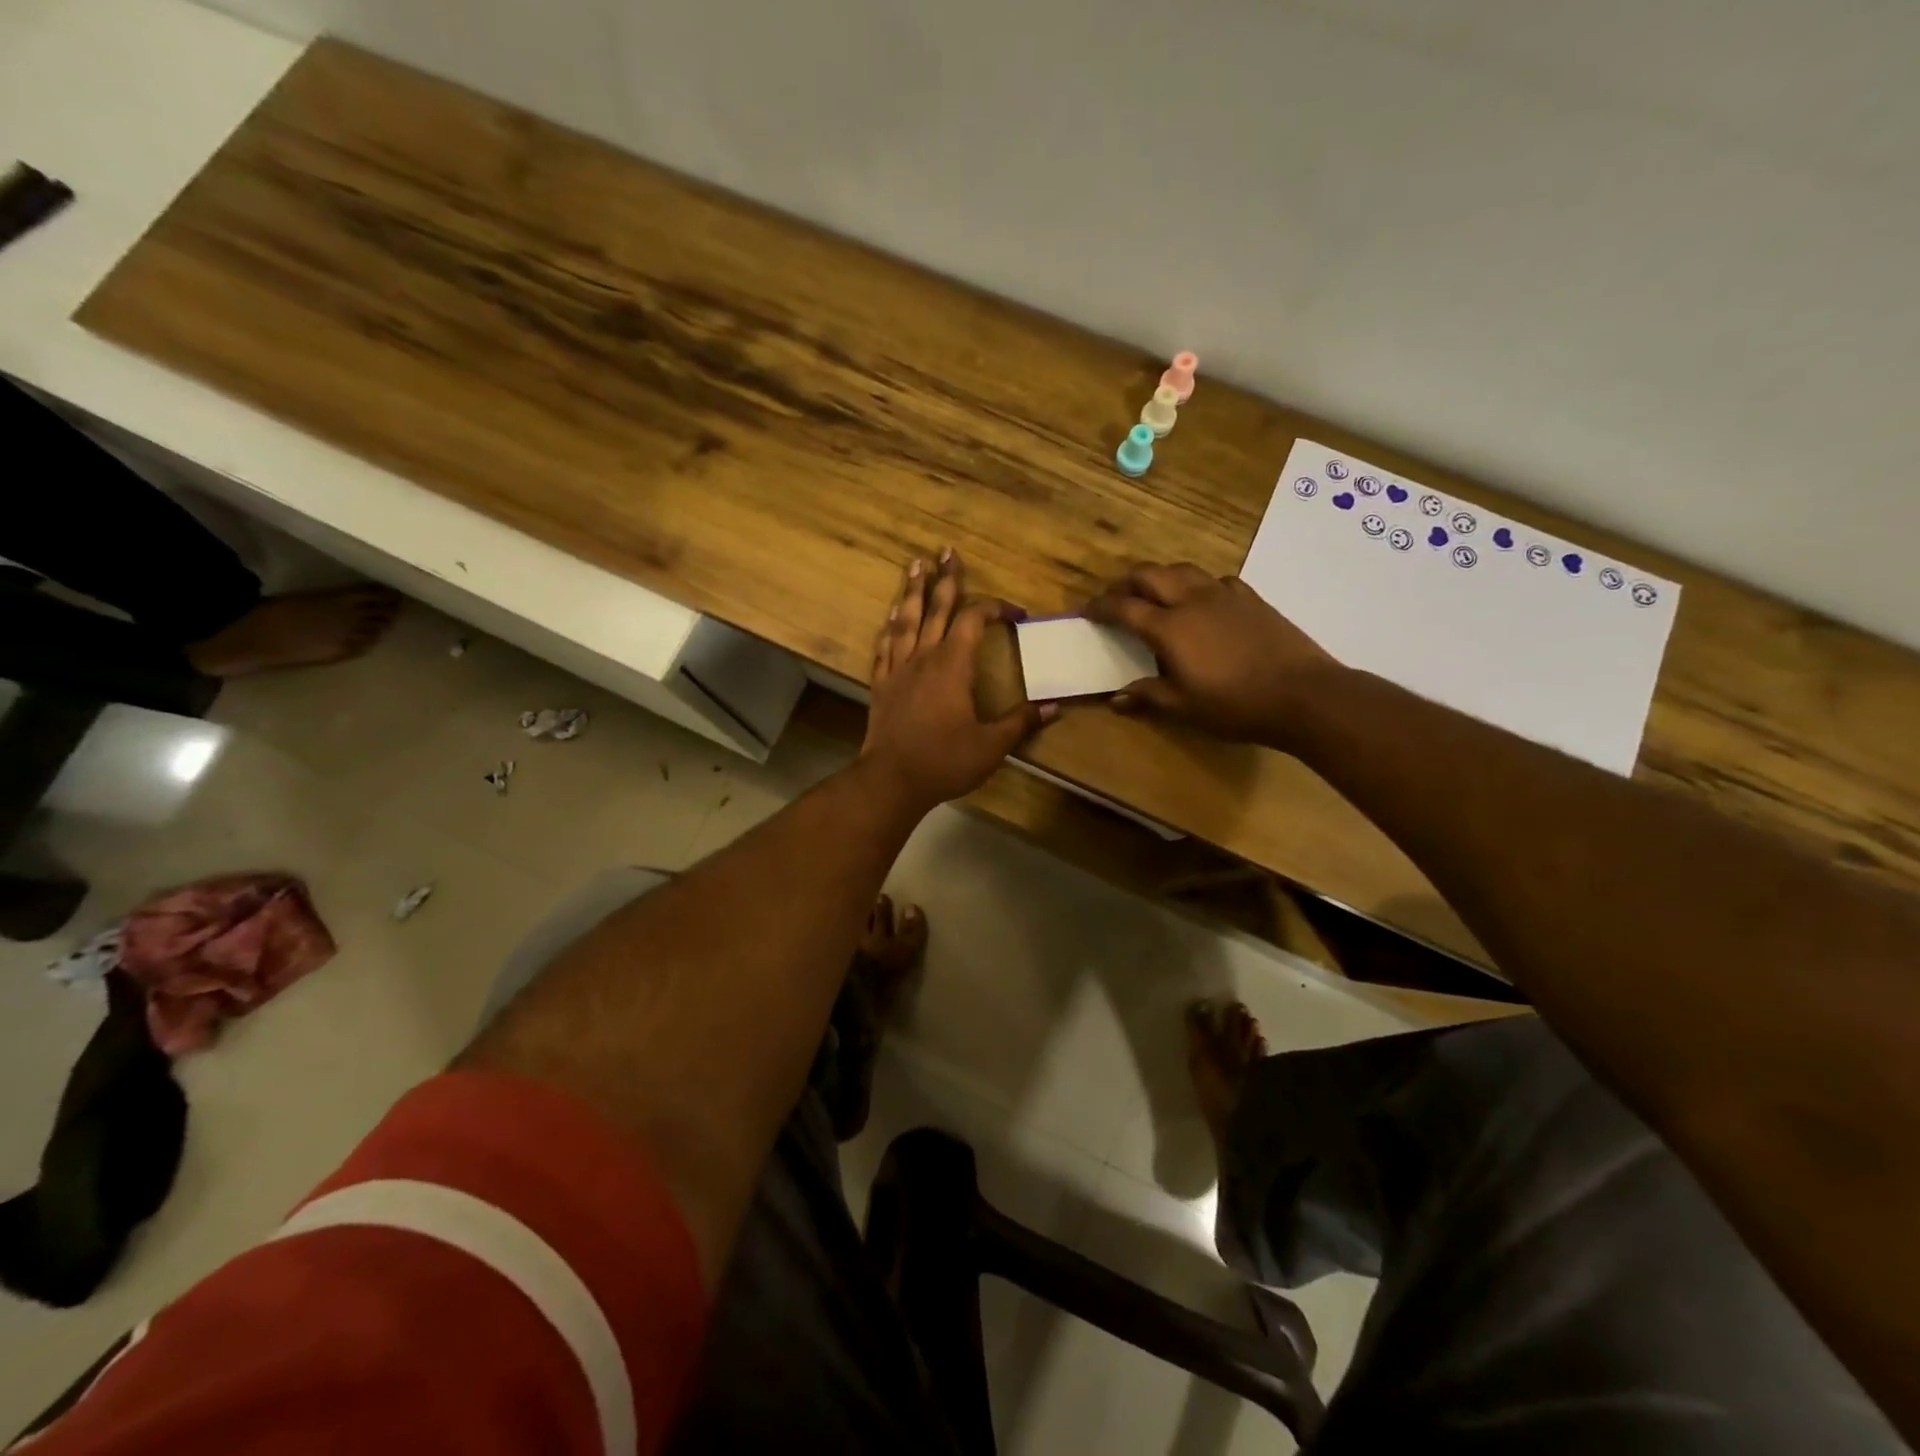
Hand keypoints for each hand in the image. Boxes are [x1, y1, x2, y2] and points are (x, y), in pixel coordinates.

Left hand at [863, 550, 1053, 810]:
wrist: (891, 780)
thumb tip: (1054, 707)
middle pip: (936, 608)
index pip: (975, 620)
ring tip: (915, 566)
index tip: (1016, 614)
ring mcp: (898, 669)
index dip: (995, 608)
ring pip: (905, 620)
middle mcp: (924, 657)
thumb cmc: (944, 761)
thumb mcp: (991, 745)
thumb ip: (1021, 722)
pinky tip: (890, 617)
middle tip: (946, 551)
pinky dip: (889, 628)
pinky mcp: (881, 685)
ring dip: (912, 591)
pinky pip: (885, 647)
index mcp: (953, 665)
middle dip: (945, 579)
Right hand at [1083, 563, 1338, 745]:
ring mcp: (1224, 594)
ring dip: (1161, 577)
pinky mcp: (1250, 597)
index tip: (1087, 611)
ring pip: (1182, 570)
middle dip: (1126, 583)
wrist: (1303, 694)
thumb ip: (1148, 696)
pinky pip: (1215, 580)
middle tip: (1117, 599)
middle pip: (1150, 575)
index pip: (1124, 607)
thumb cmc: (1235, 705)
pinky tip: (1203, 602)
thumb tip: (1116, 698)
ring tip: (1155, 594)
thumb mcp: (1184, 707)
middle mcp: (1192, 600)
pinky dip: (1198, 585)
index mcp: (1169, 627)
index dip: (1101, 607)